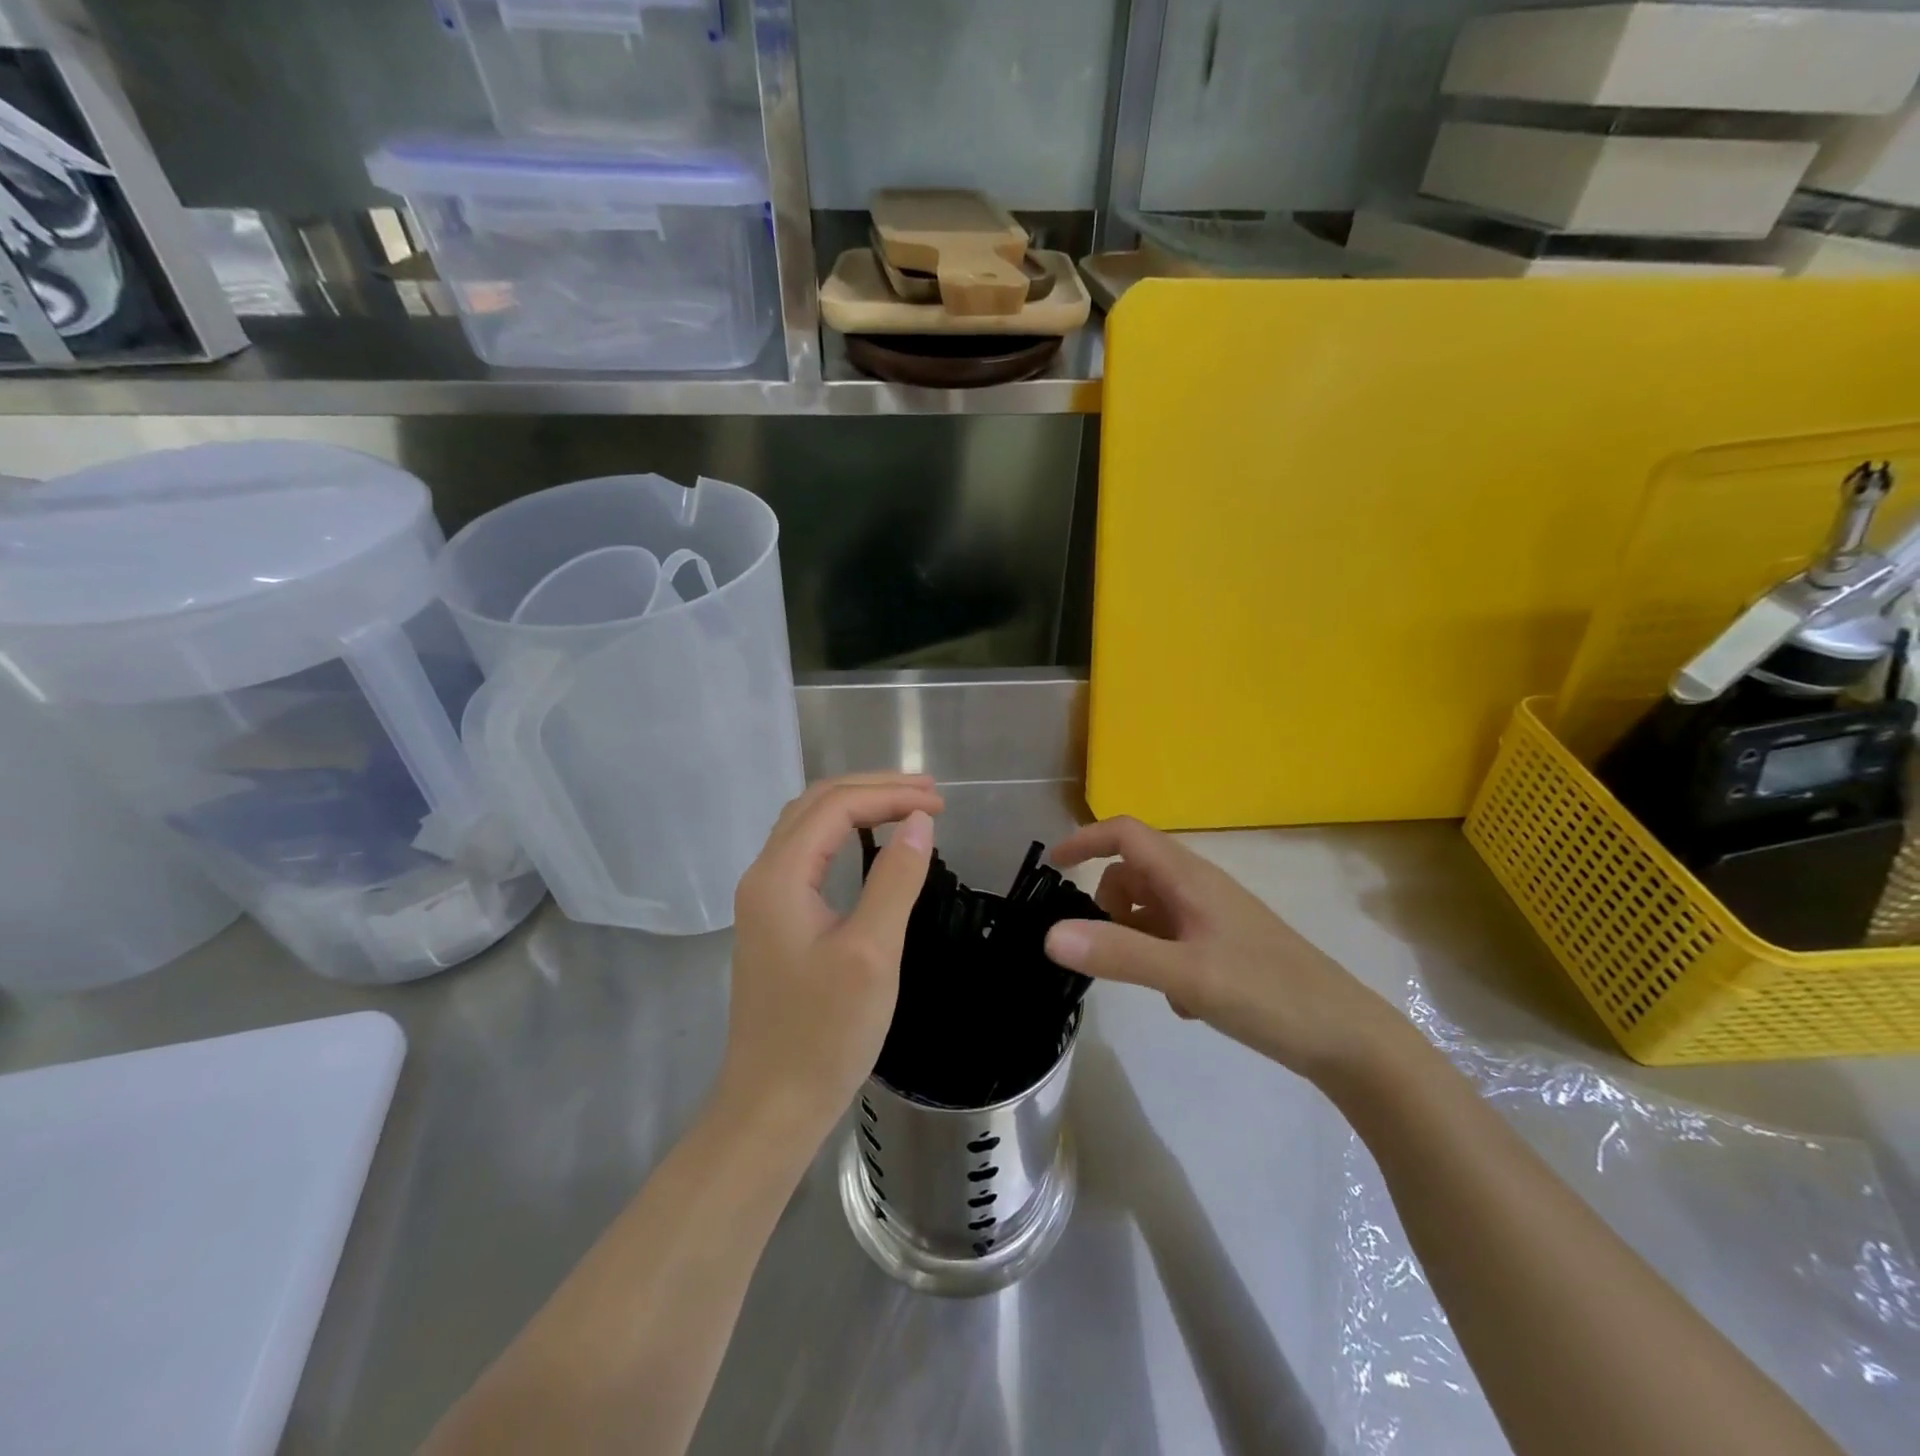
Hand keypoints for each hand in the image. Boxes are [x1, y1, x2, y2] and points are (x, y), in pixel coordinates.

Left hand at [721, 773, 942, 1136]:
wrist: (772, 1104)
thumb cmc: (825, 1033)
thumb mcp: (872, 953)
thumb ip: (895, 879)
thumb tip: (920, 821)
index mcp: (779, 876)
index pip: (836, 806)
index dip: (890, 795)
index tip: (941, 803)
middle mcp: (763, 875)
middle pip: (816, 804)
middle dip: (874, 788)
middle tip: (930, 794)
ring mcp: (764, 898)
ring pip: (808, 825)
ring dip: (857, 805)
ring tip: (907, 806)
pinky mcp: (773, 920)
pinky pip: (807, 853)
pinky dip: (843, 833)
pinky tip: (870, 842)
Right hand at [1045, 817, 1411, 1085]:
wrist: (1347, 1038)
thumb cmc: (1267, 993)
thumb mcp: (1186, 975)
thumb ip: (1117, 953)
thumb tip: (1048, 934)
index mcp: (1190, 878)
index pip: (1126, 834)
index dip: (1085, 839)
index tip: (1052, 866)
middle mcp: (1200, 888)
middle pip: (1134, 872)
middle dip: (1108, 902)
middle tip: (1105, 946)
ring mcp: (1215, 918)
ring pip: (1152, 909)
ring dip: (1135, 936)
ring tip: (1152, 983)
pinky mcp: (1226, 946)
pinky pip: (1173, 938)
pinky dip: (1161, 960)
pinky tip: (1184, 1002)